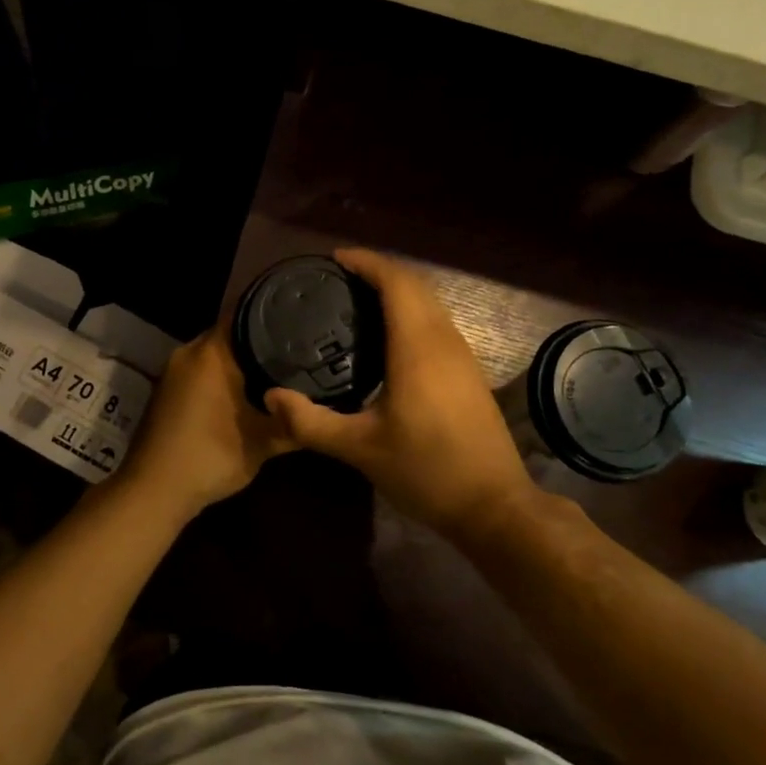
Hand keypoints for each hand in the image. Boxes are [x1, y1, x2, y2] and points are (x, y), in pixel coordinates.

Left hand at [115, 328, 295, 517]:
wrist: (153, 491)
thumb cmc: (210, 457)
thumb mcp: (263, 443)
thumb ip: (294, 422)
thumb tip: (320, 410)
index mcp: (211, 353)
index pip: (245, 314)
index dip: (274, 315)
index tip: (300, 320)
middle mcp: (189, 352)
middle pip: (231, 334)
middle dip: (261, 341)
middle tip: (297, 347)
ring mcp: (173, 372)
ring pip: (215, 355)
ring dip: (240, 362)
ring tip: (277, 368)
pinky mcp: (166, 391)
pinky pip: (201, 371)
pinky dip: (222, 376)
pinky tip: (244, 392)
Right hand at [264, 248, 533, 538]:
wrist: (493, 506)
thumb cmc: (426, 471)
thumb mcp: (361, 449)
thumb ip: (311, 423)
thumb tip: (271, 398)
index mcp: (418, 347)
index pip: (394, 282)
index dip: (366, 262)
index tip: (335, 258)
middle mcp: (444, 340)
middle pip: (414, 285)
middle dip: (379, 271)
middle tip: (340, 278)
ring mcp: (463, 355)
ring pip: (430, 303)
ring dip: (398, 291)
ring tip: (359, 301)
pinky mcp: (469, 373)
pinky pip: (438, 322)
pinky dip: (412, 312)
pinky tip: (391, 338)